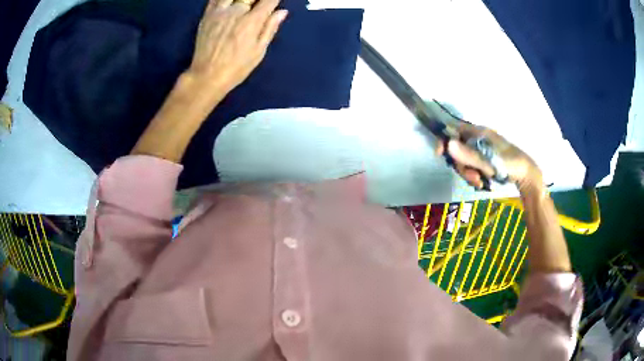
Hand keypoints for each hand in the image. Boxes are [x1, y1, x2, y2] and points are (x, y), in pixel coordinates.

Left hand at [185, 0, 287, 101]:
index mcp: (252, 21)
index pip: (268, 0)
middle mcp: (236, 11)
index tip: (274, 2)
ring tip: (245, 5)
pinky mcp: (207, 15)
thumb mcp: (259, 51)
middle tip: (258, 7)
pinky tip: (230, 3)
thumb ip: (270, 28)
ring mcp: (220, 12)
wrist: (207, 76)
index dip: (274, 0)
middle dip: (257, 0)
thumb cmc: (236, 67)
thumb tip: (282, 11)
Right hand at [438, 122, 542, 190]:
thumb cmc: (510, 163)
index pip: (455, 130)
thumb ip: (469, 154)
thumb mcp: (490, 161)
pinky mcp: (483, 161)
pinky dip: (474, 176)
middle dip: (462, 165)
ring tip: (479, 182)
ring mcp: (480, 151)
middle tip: (473, 177)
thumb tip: (448, 144)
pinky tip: (482, 183)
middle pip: (458, 149)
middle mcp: (477, 139)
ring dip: (468, 174)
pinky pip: (471, 167)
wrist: (526, 174)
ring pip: (464, 161)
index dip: (445, 140)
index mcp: (479, 133)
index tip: (440, 154)